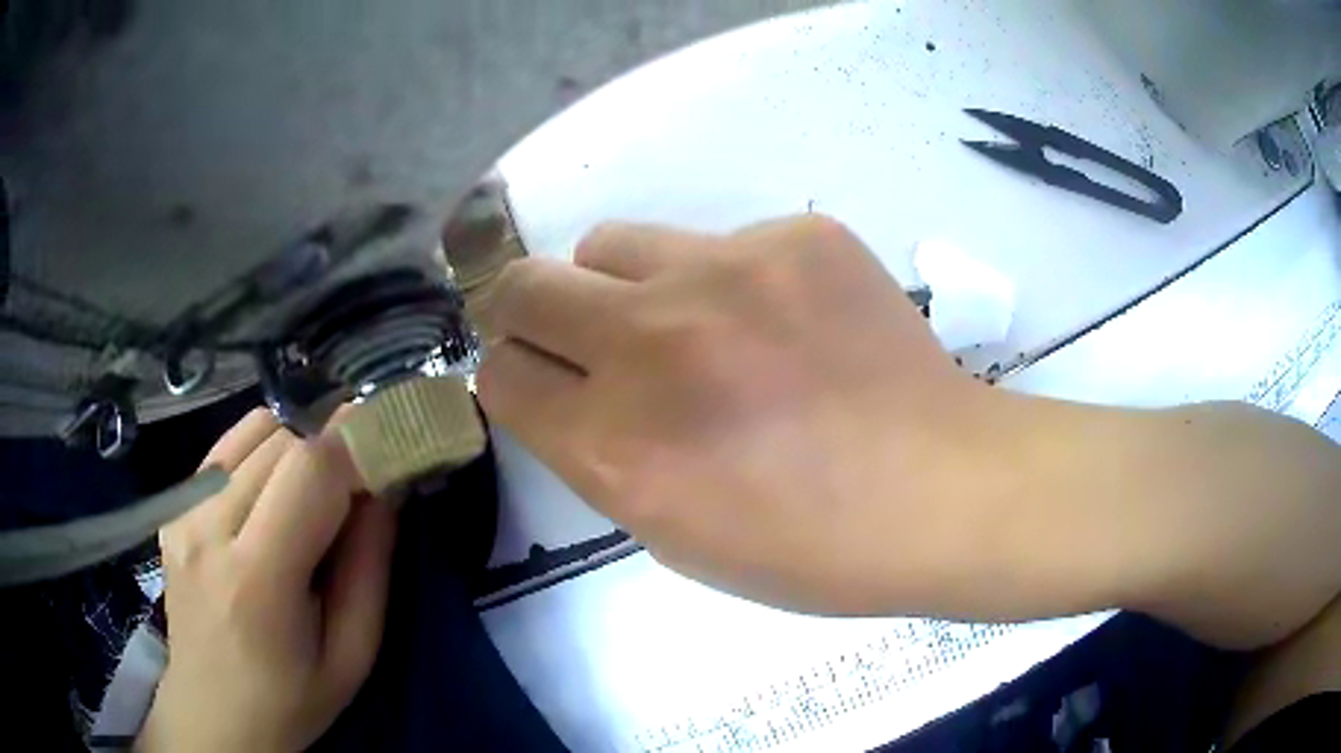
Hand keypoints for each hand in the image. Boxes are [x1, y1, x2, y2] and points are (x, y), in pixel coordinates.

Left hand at [139, 409, 397, 752]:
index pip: (309, 469)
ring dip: (297, 448)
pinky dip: (261, 452)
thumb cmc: (290, 700)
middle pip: (283, 440)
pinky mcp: (172, 505)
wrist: (213, 713)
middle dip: (332, 453)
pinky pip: (226, 447)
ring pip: (254, 429)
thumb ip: (370, 567)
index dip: (357, 446)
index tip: (391, 451)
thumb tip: (385, 486)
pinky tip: (269, 496)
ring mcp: (181, 510)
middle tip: (356, 490)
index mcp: (256, 579)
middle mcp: (207, 527)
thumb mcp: (352, 655)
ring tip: (309, 498)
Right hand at [477, 216, 1013, 614]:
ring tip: (687, 320)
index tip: (540, 382)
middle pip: (523, 286)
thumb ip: (599, 455)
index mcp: (618, 449)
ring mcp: (729, 273)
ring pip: (609, 242)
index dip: (512, 379)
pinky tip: (784, 321)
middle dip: (527, 311)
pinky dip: (725, 278)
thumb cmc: (808, 548)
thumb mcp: (673, 534)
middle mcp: (653, 346)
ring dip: (623, 283)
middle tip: (574, 332)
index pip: (501, 376)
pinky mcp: (797, 236)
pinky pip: (717, 240)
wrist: (940, 490)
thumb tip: (568, 389)